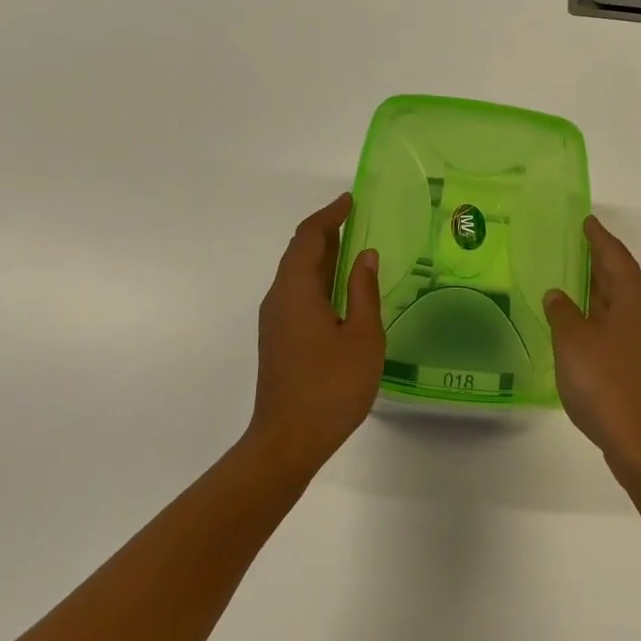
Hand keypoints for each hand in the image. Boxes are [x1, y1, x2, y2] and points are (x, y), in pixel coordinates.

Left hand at [248, 193, 383, 470]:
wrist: (287, 440)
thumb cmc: (331, 386)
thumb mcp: (362, 336)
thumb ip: (363, 292)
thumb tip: (365, 256)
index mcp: (296, 290)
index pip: (309, 238)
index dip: (330, 215)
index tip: (351, 200)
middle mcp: (279, 298)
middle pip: (299, 252)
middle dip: (326, 231)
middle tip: (356, 219)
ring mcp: (275, 320)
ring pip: (296, 274)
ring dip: (322, 255)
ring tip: (353, 247)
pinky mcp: (278, 338)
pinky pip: (297, 292)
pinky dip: (318, 278)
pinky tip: (340, 289)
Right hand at [545, 217, 640, 486]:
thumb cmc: (608, 386)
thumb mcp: (573, 344)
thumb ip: (562, 313)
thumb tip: (559, 295)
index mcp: (637, 298)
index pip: (614, 256)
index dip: (598, 238)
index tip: (587, 221)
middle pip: (625, 280)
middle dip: (601, 266)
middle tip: (576, 252)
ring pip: (628, 307)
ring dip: (605, 297)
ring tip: (578, 290)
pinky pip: (631, 330)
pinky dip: (610, 322)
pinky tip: (592, 334)